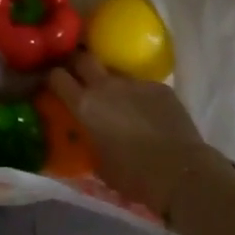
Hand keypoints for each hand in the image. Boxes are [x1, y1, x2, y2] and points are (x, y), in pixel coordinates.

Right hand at [46, 53, 220, 218]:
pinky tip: (148, 114)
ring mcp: (135, 83)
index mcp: (85, 105)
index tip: (53, 84)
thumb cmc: (133, 176)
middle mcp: (106, 86)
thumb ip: (89, 141)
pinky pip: (142, 86)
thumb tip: (88, 135)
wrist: (181, 172)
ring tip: (119, 101)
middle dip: (78, 64)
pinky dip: (139, 96)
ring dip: (111, 83)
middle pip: (84, 58)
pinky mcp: (160, 87)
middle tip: (79, 76)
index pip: (57, 77)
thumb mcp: (99, 163)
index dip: (53, 78)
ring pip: (116, 73)